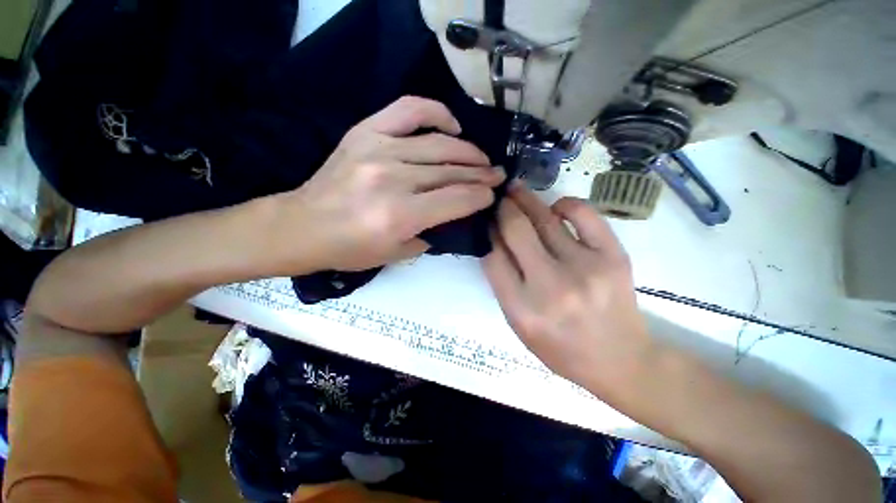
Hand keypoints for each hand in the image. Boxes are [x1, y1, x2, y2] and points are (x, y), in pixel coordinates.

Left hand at [280, 96, 504, 271]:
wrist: (303, 225)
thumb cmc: (351, 249)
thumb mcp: (398, 254)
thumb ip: (433, 233)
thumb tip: (457, 213)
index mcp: (401, 215)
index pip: (457, 200)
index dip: (481, 196)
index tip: (492, 195)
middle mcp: (393, 179)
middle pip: (452, 171)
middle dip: (481, 174)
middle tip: (497, 175)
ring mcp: (379, 150)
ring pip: (439, 144)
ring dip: (468, 151)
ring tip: (482, 158)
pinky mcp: (366, 132)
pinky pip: (409, 110)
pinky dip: (436, 112)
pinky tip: (452, 125)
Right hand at [483, 183, 651, 389]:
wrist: (620, 360)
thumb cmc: (560, 347)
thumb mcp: (518, 323)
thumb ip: (502, 282)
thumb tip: (493, 239)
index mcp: (522, 309)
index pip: (492, 256)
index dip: (486, 232)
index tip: (485, 220)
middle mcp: (551, 286)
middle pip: (516, 230)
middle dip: (502, 208)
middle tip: (498, 196)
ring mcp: (585, 268)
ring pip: (545, 219)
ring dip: (525, 199)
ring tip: (516, 189)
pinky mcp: (613, 256)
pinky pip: (584, 214)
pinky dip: (565, 204)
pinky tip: (556, 207)